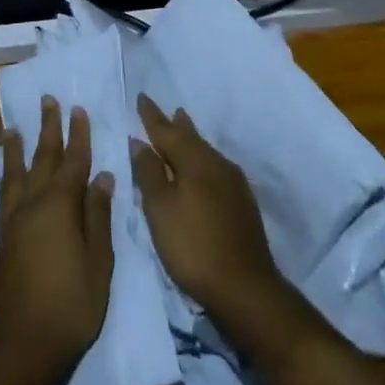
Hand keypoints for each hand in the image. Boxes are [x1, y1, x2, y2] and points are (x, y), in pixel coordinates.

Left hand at [0, 96, 114, 384]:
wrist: (23, 344)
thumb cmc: (71, 305)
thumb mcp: (98, 263)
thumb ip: (98, 217)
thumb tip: (102, 177)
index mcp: (59, 208)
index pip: (72, 162)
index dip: (77, 136)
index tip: (78, 109)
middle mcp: (32, 206)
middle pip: (41, 159)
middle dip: (47, 129)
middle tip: (47, 100)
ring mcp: (14, 221)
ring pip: (16, 174)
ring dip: (18, 148)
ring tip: (13, 128)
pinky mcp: (3, 238)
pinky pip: (5, 194)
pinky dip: (6, 176)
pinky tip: (7, 173)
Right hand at [130, 94, 288, 336]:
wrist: (245, 287)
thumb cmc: (193, 246)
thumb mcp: (160, 209)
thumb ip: (149, 173)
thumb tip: (139, 141)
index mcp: (195, 161)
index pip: (167, 131)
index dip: (152, 116)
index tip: (141, 97)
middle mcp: (217, 164)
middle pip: (191, 138)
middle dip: (176, 124)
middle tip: (167, 109)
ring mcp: (234, 184)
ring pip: (206, 152)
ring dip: (191, 140)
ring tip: (183, 128)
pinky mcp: (242, 203)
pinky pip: (215, 168)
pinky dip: (202, 160)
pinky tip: (201, 169)